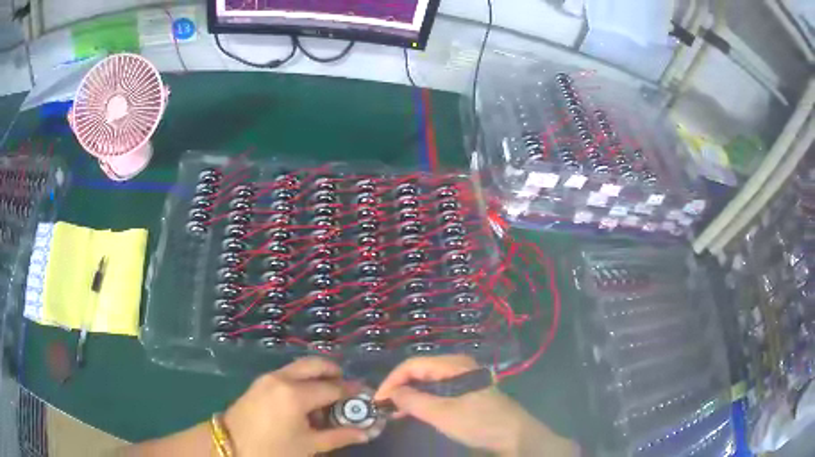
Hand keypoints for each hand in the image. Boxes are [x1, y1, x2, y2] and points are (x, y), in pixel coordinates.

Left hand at [223, 357, 367, 456]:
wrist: (231, 445)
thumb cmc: (273, 449)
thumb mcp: (309, 445)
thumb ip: (340, 436)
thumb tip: (366, 432)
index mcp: (295, 394)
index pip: (333, 388)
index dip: (352, 392)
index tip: (366, 395)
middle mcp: (282, 378)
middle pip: (315, 364)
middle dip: (335, 373)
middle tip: (347, 390)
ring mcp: (268, 377)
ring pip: (300, 367)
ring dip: (318, 376)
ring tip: (326, 400)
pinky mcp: (260, 382)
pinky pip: (287, 374)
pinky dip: (302, 380)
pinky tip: (305, 402)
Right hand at [375, 355, 576, 456]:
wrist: (513, 434)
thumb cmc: (478, 422)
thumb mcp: (442, 414)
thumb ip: (413, 401)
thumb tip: (392, 393)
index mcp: (453, 365)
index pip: (412, 365)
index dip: (392, 381)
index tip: (378, 400)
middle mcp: (457, 365)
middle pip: (420, 370)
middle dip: (399, 386)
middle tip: (384, 406)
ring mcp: (463, 377)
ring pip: (428, 381)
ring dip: (410, 394)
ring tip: (394, 411)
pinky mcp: (467, 390)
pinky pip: (438, 389)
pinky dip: (423, 398)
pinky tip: (414, 411)